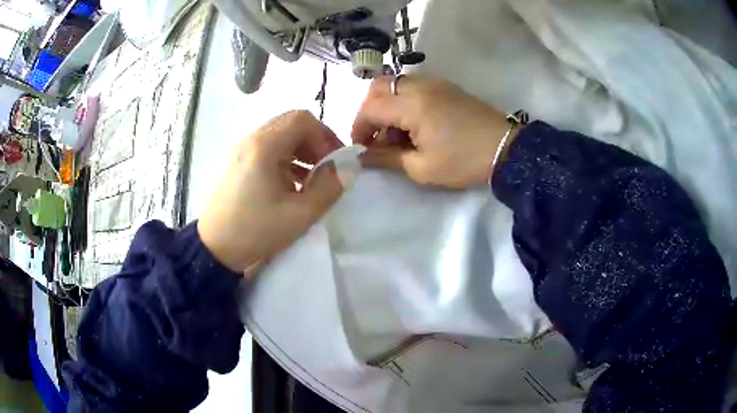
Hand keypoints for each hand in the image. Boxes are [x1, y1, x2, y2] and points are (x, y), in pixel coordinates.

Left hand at [198, 111, 342, 277]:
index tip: (334, 162)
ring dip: (301, 150)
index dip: (325, 136)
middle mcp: (251, 139)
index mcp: (265, 146)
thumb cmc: (255, 230)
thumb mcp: (300, 214)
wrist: (213, 248)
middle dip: (315, 141)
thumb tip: (347, 167)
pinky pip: (267, 149)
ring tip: (311, 178)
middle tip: (326, 167)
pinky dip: (285, 158)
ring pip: (279, 135)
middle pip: (291, 123)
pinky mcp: (237, 162)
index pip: (303, 119)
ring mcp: (241, 150)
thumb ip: (329, 187)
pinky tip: (291, 184)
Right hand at [353, 75, 518, 188]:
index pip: (370, 108)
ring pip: (397, 85)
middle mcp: (420, 86)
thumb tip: (363, 157)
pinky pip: (415, 87)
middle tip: (376, 136)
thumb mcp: (422, 168)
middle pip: (379, 87)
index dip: (359, 127)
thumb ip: (387, 159)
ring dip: (388, 106)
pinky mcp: (447, 87)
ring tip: (398, 135)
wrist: (507, 150)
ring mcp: (435, 83)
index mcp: (412, 104)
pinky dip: (405, 103)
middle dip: (370, 111)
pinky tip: (416, 126)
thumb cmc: (464, 161)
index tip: (361, 148)